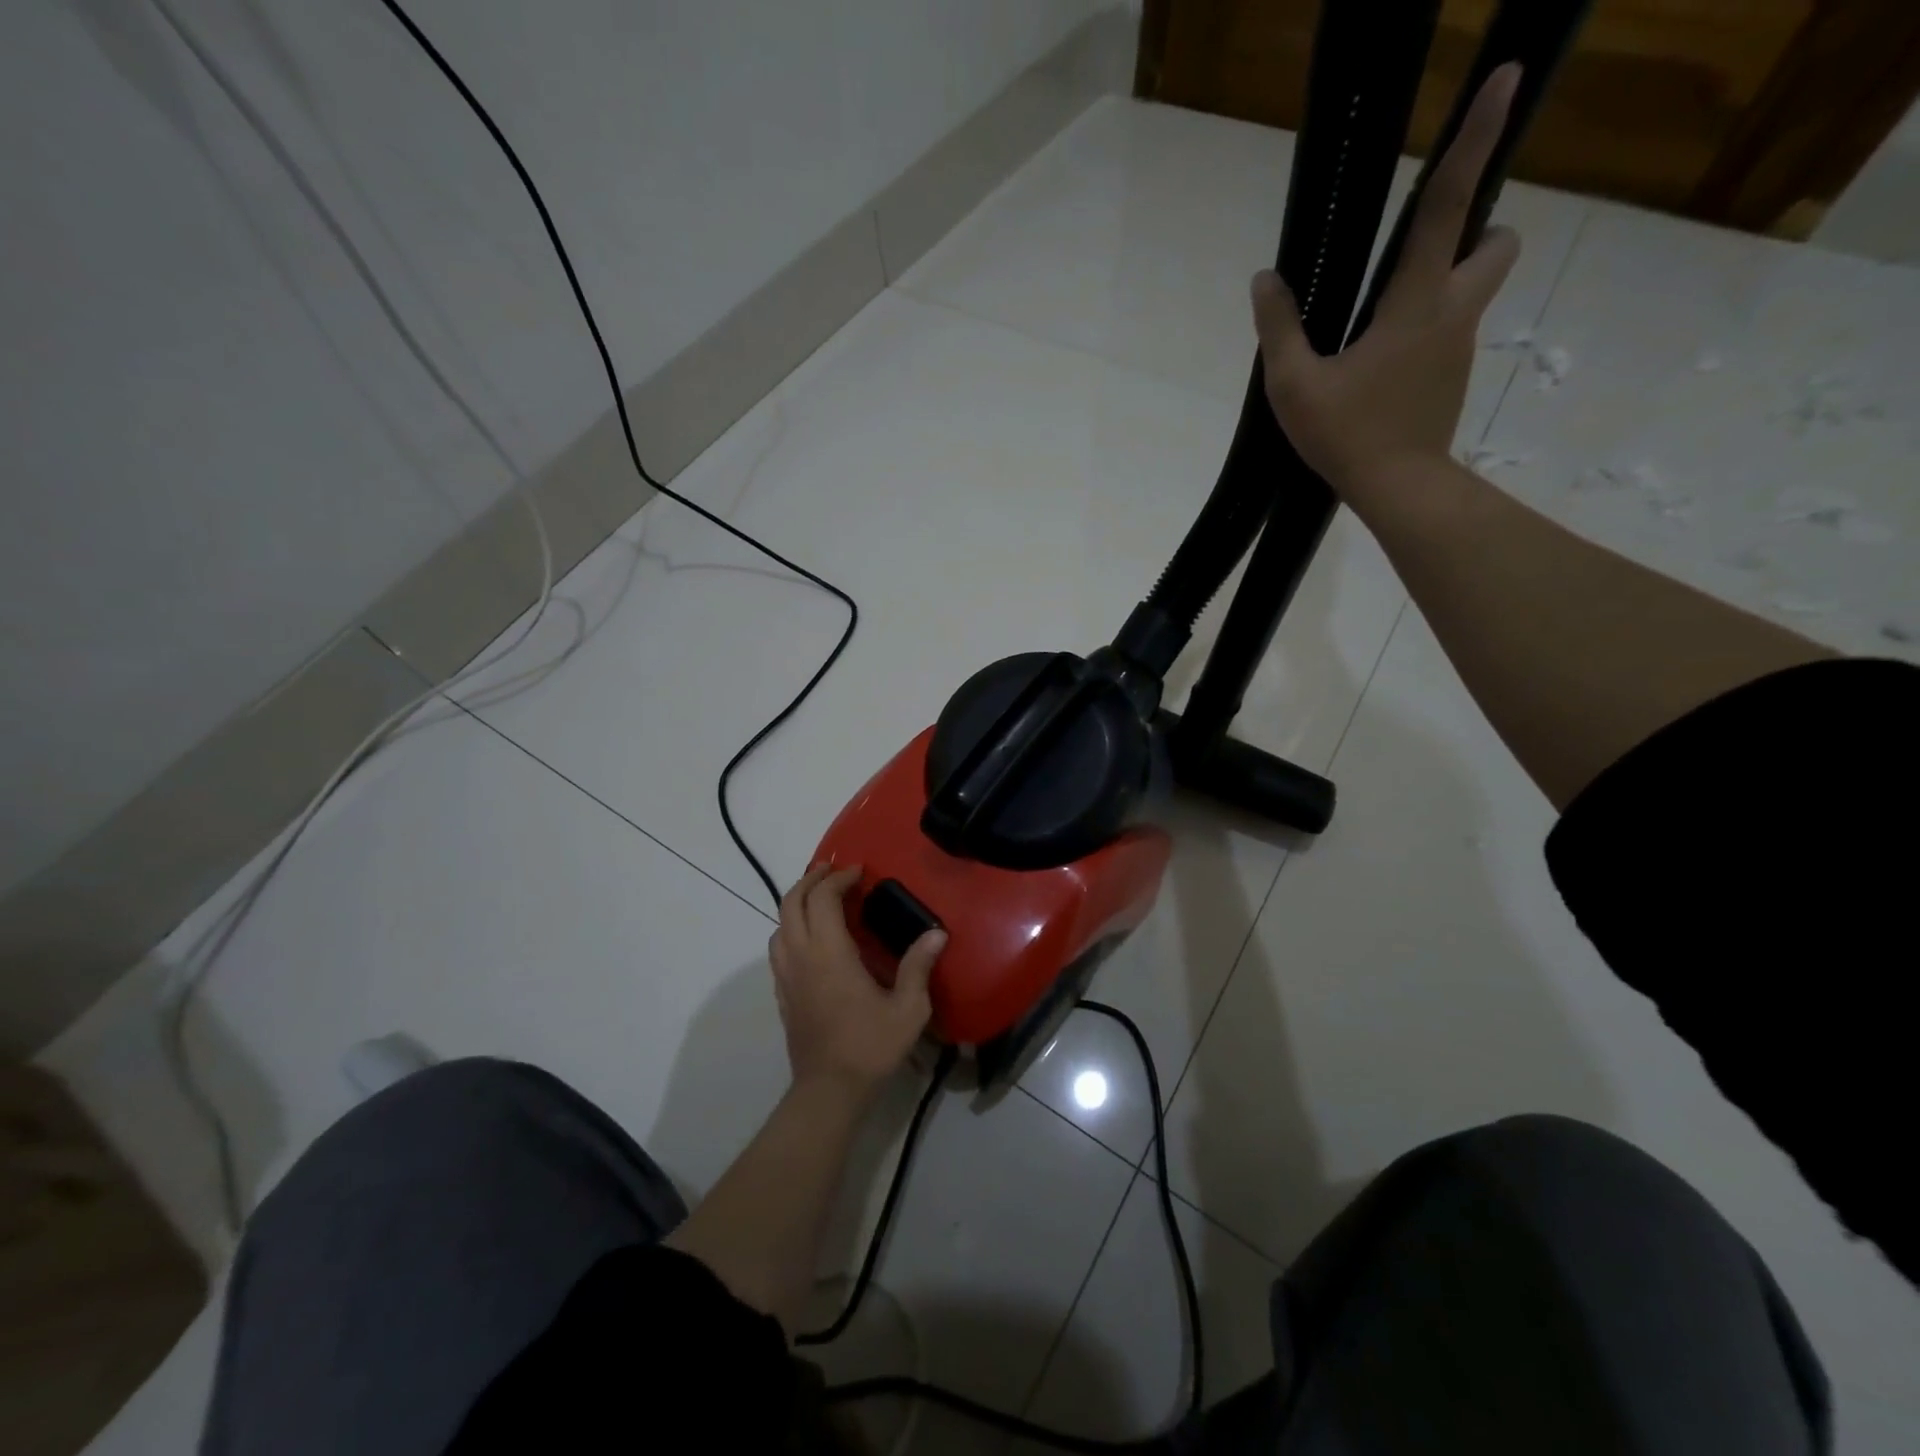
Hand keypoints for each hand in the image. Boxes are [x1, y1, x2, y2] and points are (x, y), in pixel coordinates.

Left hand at [769, 864, 944, 1099]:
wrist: (828, 1091)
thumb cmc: (870, 1047)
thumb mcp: (907, 1009)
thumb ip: (918, 967)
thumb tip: (937, 934)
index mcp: (829, 953)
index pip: (822, 898)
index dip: (838, 878)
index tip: (858, 871)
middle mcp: (801, 956)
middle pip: (792, 902)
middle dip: (811, 879)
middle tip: (833, 871)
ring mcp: (786, 976)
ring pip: (779, 924)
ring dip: (797, 902)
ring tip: (821, 898)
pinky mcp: (783, 993)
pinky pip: (778, 947)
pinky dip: (791, 927)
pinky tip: (812, 938)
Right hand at [1252, 63, 1521, 505]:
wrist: (1398, 489)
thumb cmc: (1347, 434)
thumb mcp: (1295, 386)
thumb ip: (1280, 329)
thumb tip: (1265, 280)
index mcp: (1417, 302)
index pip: (1448, 206)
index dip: (1474, 140)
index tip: (1505, 80)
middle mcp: (1453, 311)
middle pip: (1497, 240)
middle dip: (1478, 227)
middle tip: (1423, 251)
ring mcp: (1460, 346)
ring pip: (1475, 287)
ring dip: (1447, 281)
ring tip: (1382, 321)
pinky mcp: (1454, 376)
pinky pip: (1450, 331)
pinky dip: (1426, 329)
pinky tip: (1381, 367)